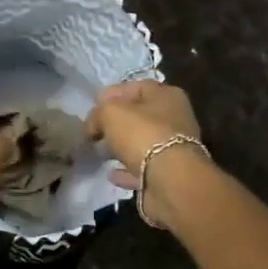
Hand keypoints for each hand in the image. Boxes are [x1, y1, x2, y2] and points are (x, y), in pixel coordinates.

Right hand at [88, 80, 203, 193]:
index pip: (135, 87)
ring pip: (141, 143)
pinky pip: (142, 168)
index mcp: (167, 95)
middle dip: (115, 123)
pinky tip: (111, 173)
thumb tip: (92, 126)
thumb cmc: (142, 134)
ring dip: (120, 147)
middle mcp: (175, 118)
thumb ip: (98, 114)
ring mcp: (174, 148)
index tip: (92, 106)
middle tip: (93, 131)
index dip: (111, 94)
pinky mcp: (168, 174)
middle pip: (139, 116)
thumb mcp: (110, 113)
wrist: (170, 181)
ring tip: (98, 152)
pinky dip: (126, 170)